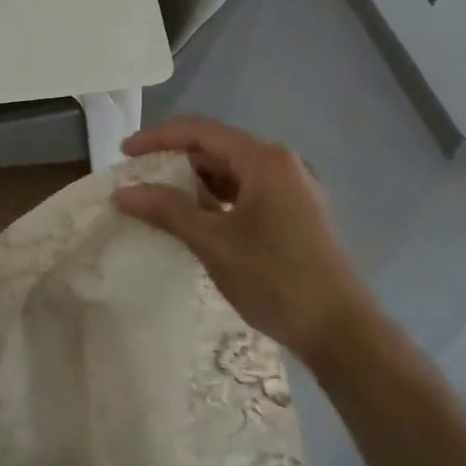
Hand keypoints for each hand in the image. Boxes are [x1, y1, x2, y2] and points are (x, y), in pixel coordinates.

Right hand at [112, 115, 373, 362]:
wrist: (343, 333)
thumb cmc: (276, 278)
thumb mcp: (214, 242)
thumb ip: (167, 210)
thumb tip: (123, 192)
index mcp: (265, 160)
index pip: (200, 131)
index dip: (158, 137)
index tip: (124, 153)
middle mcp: (282, 165)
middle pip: (216, 147)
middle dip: (173, 158)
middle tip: (136, 176)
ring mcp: (292, 190)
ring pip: (231, 171)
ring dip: (193, 180)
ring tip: (157, 196)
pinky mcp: (295, 214)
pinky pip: (245, 192)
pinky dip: (214, 198)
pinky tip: (193, 216)